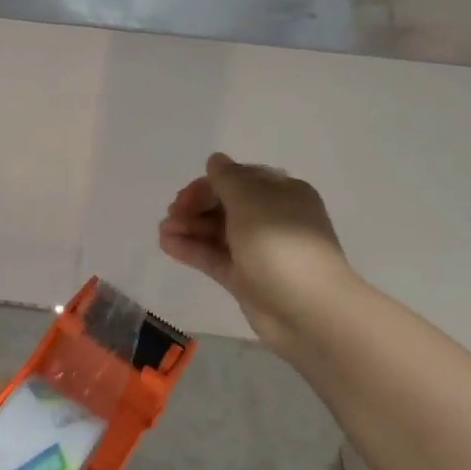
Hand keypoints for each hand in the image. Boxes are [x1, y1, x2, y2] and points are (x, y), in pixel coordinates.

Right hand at [158, 152, 358, 360]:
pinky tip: (167, 245)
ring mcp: (258, 250)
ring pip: (218, 231)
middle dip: (196, 206)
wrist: (307, 310)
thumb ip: (227, 178)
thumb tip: (216, 160)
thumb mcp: (250, 200)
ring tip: (163, 231)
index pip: (240, 179)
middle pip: (226, 204)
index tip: (186, 194)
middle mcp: (272, 218)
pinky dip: (192, 249)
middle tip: (172, 213)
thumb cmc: (280, 243)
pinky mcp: (246, 278)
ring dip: (189, 227)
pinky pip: (215, 256)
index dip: (210, 183)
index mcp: (283, 193)